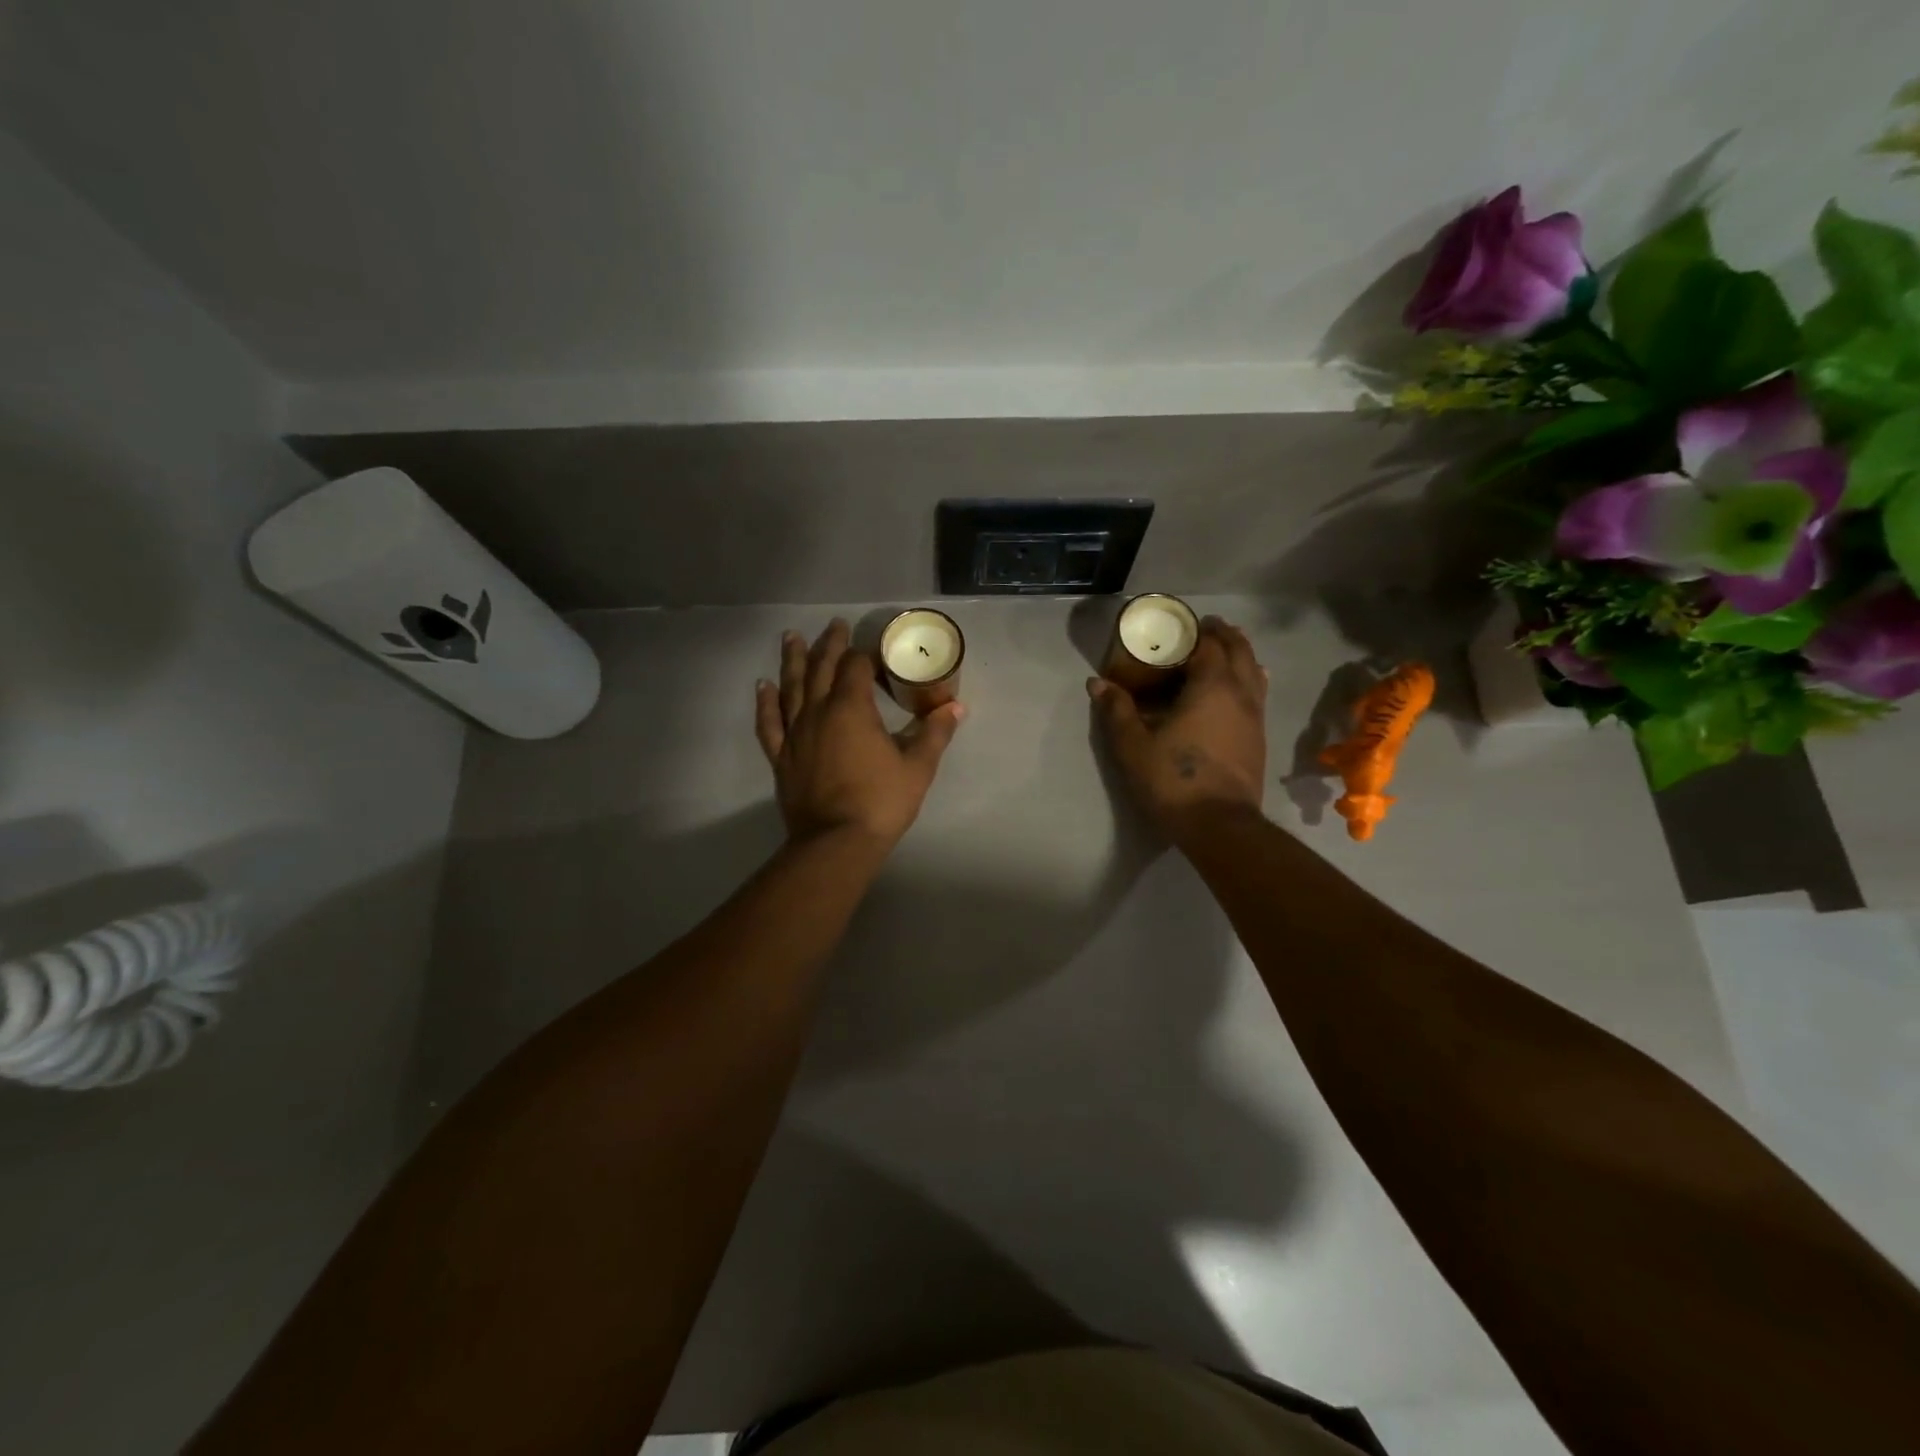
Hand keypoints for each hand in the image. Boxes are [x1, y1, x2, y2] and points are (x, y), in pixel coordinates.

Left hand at [755, 619, 964, 848]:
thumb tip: (955, 707)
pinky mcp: (781, 756)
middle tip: (834, 625)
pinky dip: (766, 702)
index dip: (866, 652)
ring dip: (793, 660)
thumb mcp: (917, 767)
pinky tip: (763, 686)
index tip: (875, 646)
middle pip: (821, 668)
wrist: (835, 842)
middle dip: (829, 644)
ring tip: (791, 637)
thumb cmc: (881, 801)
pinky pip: (770, 722)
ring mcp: (795, 733)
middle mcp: (818, 711)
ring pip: (791, 687)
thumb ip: (934, 733)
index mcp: (852, 707)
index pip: (856, 666)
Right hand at [1089, 617, 1268, 842]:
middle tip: (1205, 628)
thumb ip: (1117, 710)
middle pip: (1239, 651)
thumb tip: (1097, 683)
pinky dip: (1247, 679)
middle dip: (1224, 635)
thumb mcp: (1133, 745)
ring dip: (1240, 655)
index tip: (1180, 624)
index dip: (1194, 631)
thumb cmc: (1173, 779)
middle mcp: (1240, 693)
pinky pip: (1256, 694)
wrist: (1219, 825)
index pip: (1209, 644)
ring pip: (1254, 672)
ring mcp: (1255, 716)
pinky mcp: (1259, 738)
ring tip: (1224, 650)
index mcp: (1212, 686)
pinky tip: (1236, 690)